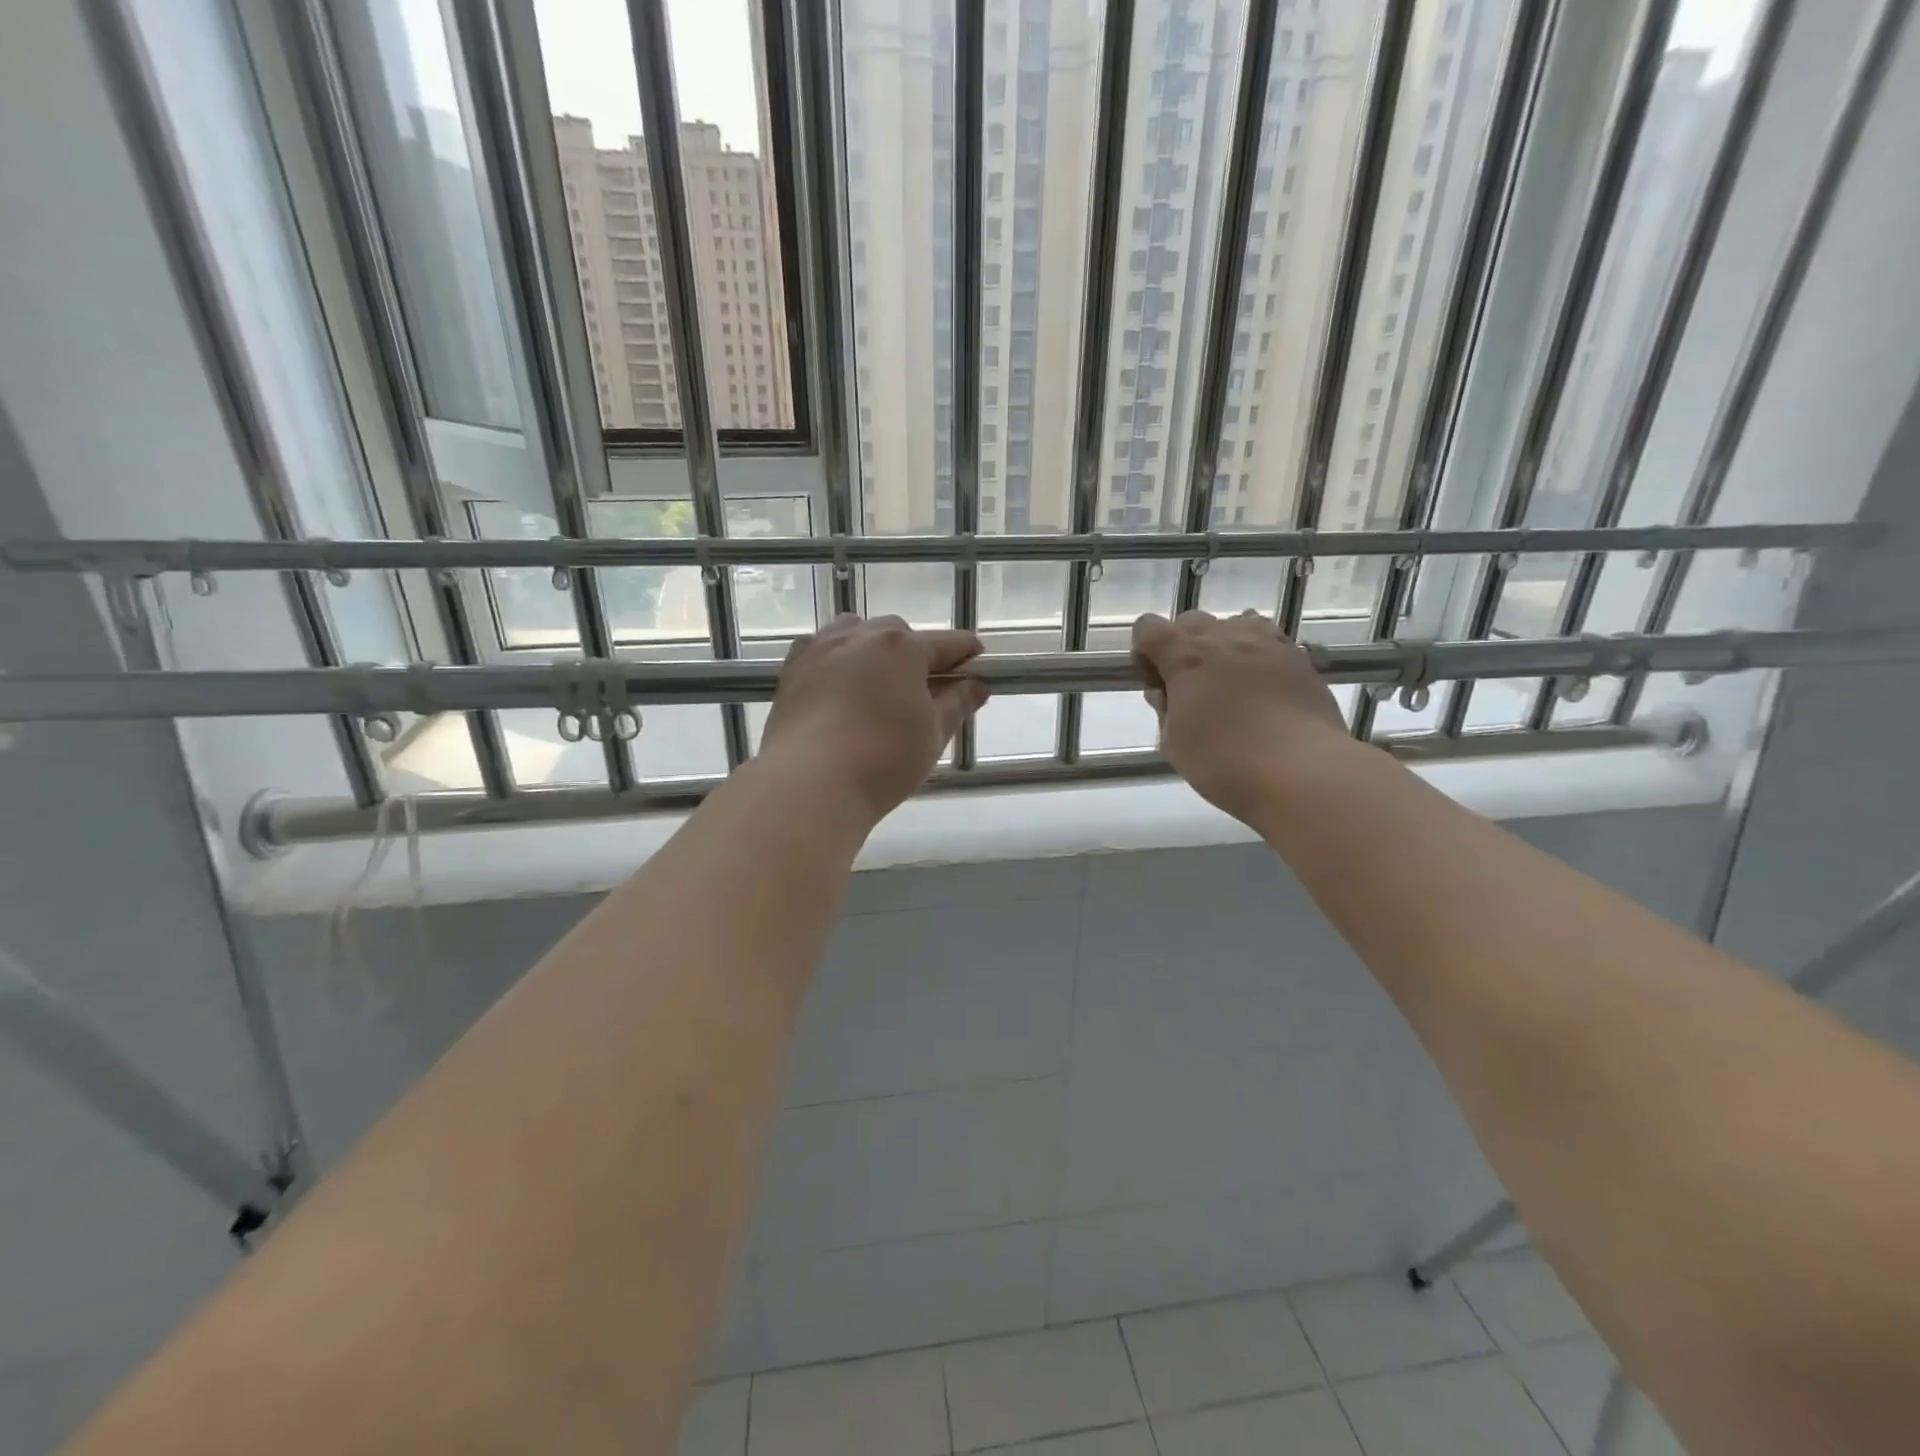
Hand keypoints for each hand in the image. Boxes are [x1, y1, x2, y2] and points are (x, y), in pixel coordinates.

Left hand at [761, 615, 990, 819]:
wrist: (809, 783)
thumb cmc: (883, 760)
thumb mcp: (932, 735)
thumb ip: (957, 704)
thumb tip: (976, 684)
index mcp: (903, 647)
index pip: (946, 643)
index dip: (966, 653)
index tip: (977, 662)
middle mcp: (861, 636)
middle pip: (899, 633)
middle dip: (917, 652)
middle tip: (926, 686)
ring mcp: (822, 648)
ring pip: (856, 633)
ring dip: (874, 648)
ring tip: (879, 681)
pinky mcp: (793, 669)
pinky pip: (822, 648)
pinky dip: (838, 658)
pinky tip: (840, 684)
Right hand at [1131, 609, 1350, 821]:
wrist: (1302, 771)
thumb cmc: (1224, 763)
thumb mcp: (1175, 743)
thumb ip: (1165, 710)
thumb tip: (1166, 692)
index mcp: (1186, 658)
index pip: (1149, 627)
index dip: (1144, 649)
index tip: (1153, 680)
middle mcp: (1225, 638)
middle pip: (1192, 621)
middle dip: (1183, 645)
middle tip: (1190, 685)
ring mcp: (1266, 643)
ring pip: (1235, 623)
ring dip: (1223, 644)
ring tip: (1229, 681)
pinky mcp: (1299, 658)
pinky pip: (1269, 640)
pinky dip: (1257, 654)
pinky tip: (1262, 686)